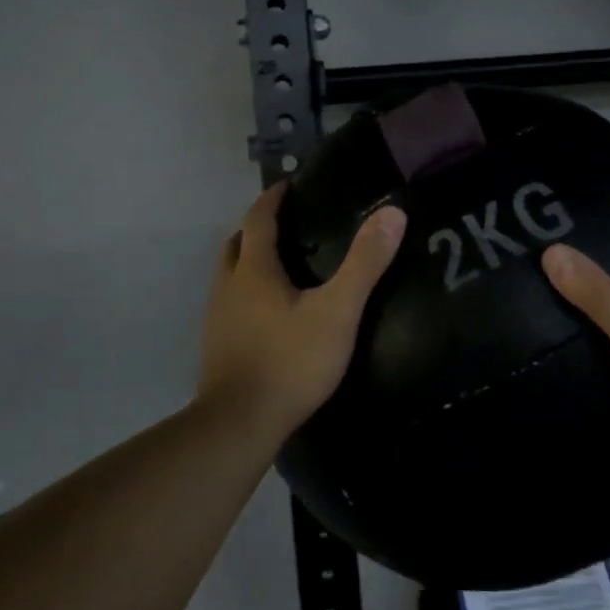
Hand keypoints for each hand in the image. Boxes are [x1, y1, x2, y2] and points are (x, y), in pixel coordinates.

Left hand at [198, 182, 407, 440]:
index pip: (258, 219)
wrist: (239, 424)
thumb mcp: (337, 311)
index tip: (288, 185)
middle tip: (287, 225)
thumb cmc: (290, 361)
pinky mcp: (217, 346)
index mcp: (253, 270)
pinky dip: (247, 293)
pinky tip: (270, 313)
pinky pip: (230, 304)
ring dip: (249, 261)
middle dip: (257, 228)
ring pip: (229, 275)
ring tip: (282, 266)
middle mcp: (228, 286)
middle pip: (236, 244)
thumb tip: (393, 213)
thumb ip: (364, 263)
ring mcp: (217, 318)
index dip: (272, 198)